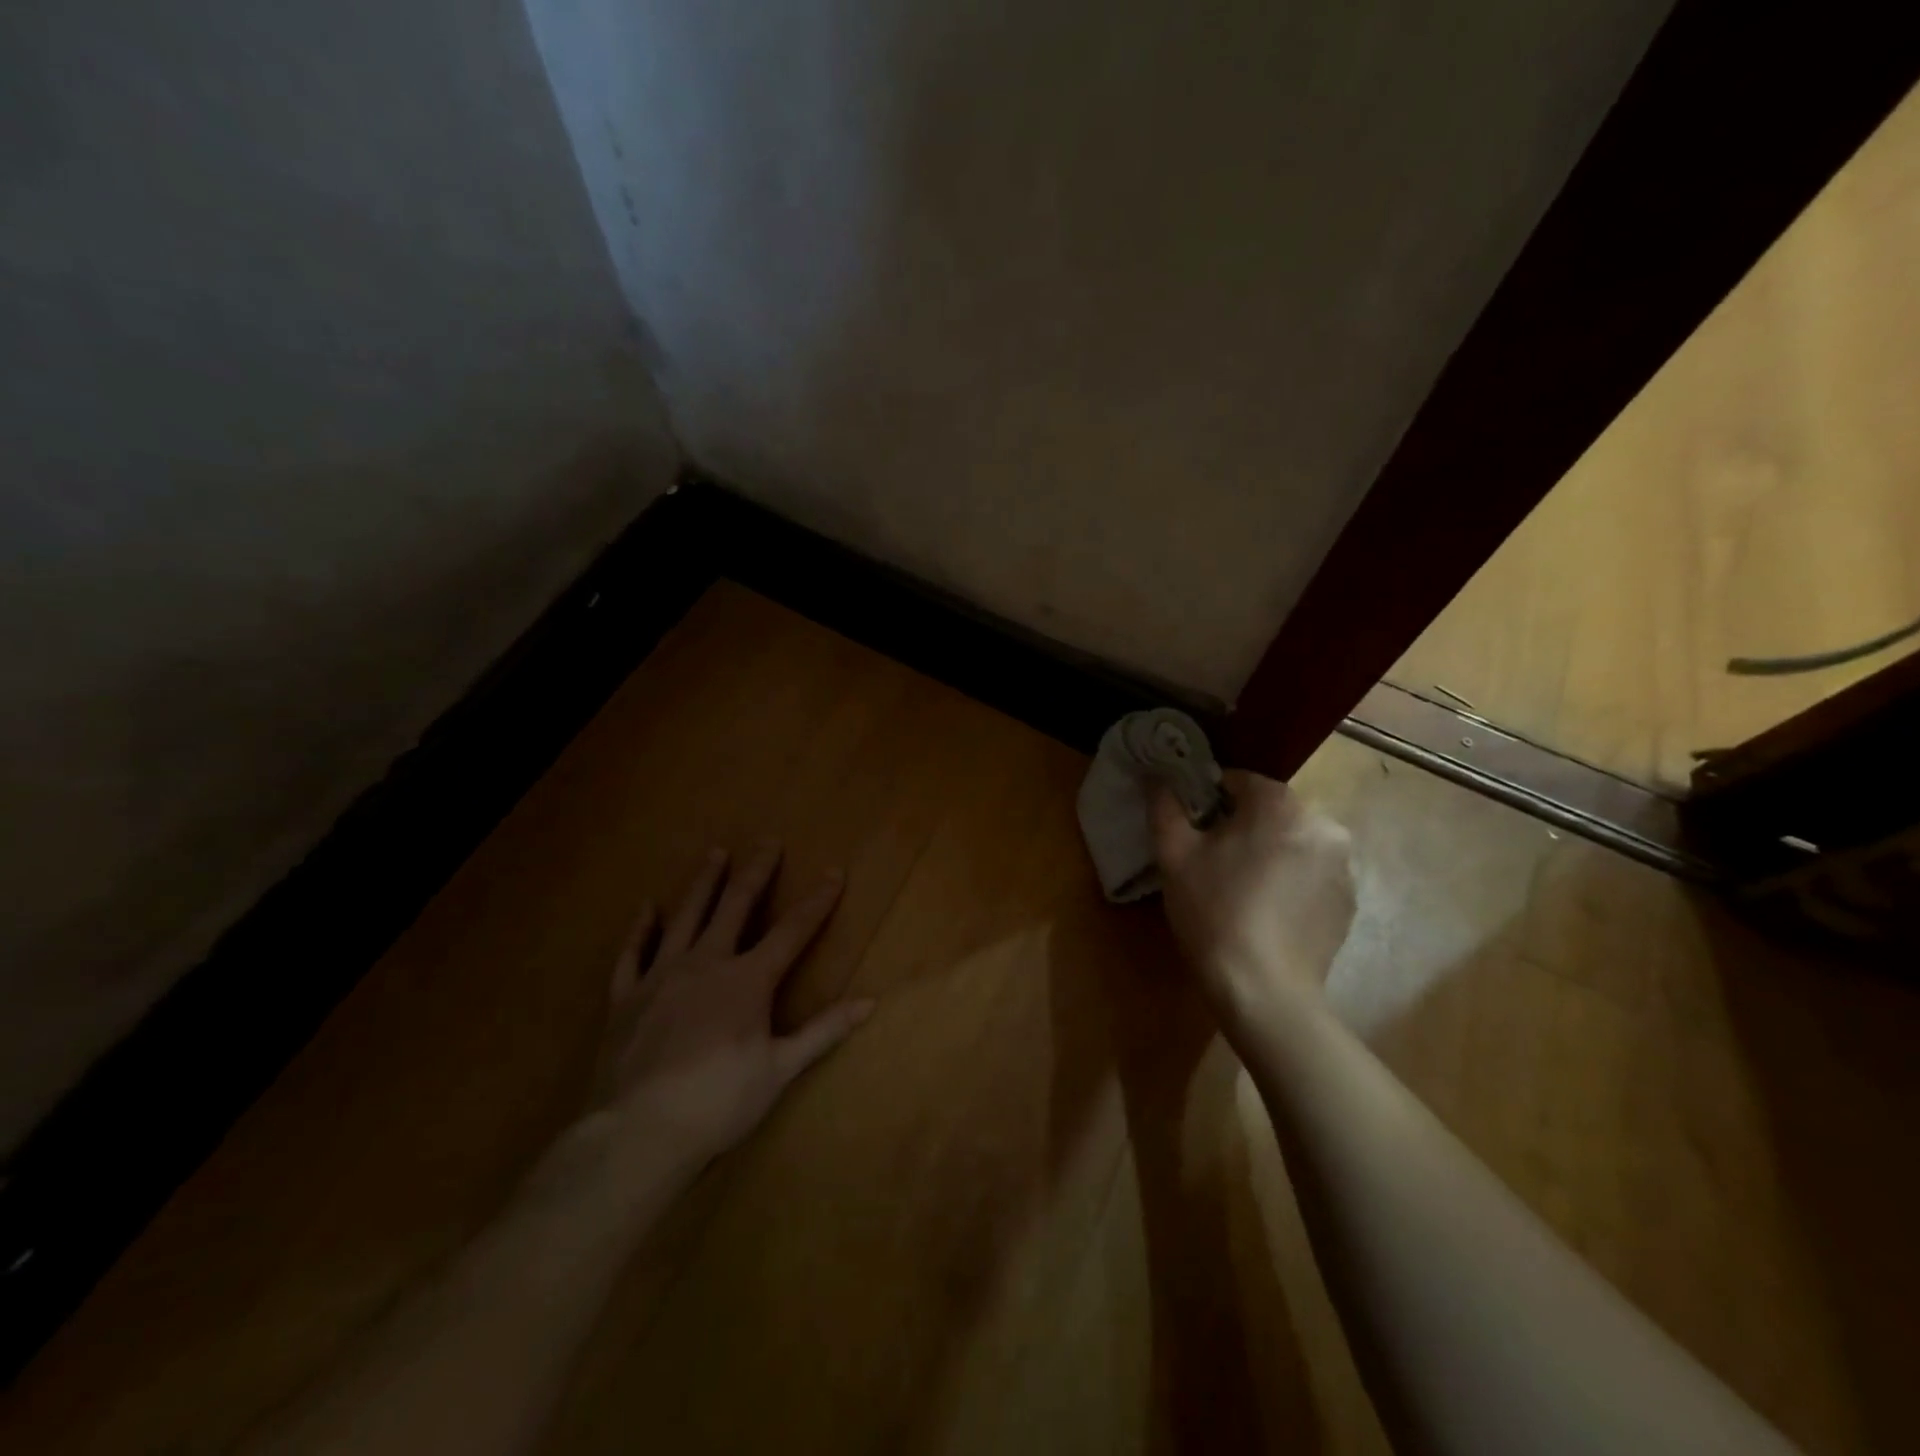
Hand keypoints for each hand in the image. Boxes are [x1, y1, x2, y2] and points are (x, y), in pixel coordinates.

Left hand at [587, 843, 873, 1167]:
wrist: (638, 1133)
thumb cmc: (719, 1102)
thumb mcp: (779, 1069)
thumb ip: (823, 1030)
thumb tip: (870, 1002)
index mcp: (747, 980)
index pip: (792, 931)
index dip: (817, 901)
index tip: (834, 872)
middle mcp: (706, 963)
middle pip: (736, 906)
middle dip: (756, 871)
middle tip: (767, 840)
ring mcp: (661, 976)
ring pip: (685, 916)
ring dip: (703, 883)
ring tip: (714, 853)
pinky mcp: (626, 996)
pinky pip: (632, 952)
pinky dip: (639, 928)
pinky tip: (645, 907)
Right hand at [1152, 771, 1355, 1021]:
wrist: (1264, 991)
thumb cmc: (1213, 912)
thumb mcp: (1174, 855)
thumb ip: (1165, 807)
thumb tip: (1157, 778)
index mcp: (1280, 805)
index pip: (1239, 781)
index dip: (1208, 800)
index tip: (1191, 828)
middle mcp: (1323, 825)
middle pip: (1270, 813)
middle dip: (1241, 828)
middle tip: (1211, 862)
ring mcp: (1343, 866)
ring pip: (1292, 844)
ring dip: (1268, 854)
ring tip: (1240, 890)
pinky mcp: (1349, 902)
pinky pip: (1311, 875)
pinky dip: (1290, 882)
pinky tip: (1266, 912)